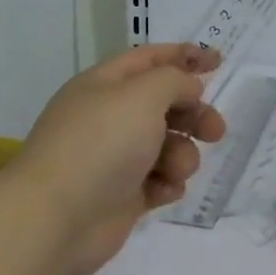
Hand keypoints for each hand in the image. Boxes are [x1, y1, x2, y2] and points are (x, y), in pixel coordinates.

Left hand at [5, 43, 225, 274]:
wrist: (56, 218)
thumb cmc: (101, 144)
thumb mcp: (143, 95)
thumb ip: (174, 81)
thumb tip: (187, 89)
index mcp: (105, 85)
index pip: (150, 59)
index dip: (184, 56)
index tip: (219, 62)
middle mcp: (110, 117)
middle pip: (165, 104)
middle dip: (194, 114)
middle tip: (215, 130)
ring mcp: (116, 158)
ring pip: (168, 145)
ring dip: (182, 154)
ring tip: (175, 169)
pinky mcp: (124, 195)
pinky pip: (160, 181)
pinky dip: (167, 184)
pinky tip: (161, 191)